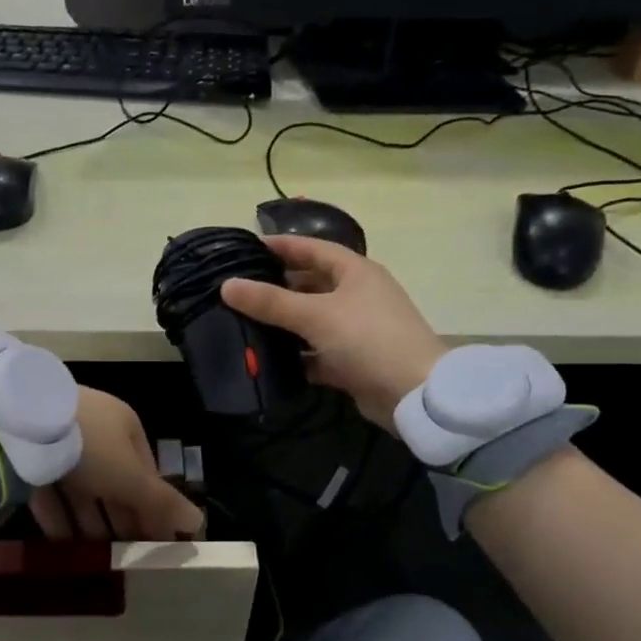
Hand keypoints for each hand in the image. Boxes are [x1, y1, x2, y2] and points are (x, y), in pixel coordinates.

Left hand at [30, 389, 204, 540]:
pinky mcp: (28, 457)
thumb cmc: (90, 446)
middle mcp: (95, 430)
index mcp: (124, 426)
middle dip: (120, 519)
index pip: (146, 471)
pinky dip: (58, 518)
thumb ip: (163, 503)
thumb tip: (199, 524)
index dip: (153, 507)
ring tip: (96, 557)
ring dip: (90, 524)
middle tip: (126, 556)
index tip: (155, 541)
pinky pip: (50, 491)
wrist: (18, 423)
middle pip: (113, 482)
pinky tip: (63, 546)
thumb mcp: (131, 477)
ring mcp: (59, 442)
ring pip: (81, 489)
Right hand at [221, 235, 447, 431]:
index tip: (244, 249)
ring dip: (282, 324)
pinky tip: (266, 360)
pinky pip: (316, 352)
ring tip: (242, 323)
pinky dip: (295, 355)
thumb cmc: (368, 339)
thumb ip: (271, 302)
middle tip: (237, 291)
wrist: (413, 394)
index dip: (280, 246)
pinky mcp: (351, 361)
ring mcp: (355, 330)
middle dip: (276, 287)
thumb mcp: (316, 315)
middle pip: (309, 284)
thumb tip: (227, 286)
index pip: (311, 248)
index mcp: (355, 272)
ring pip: (311, 321)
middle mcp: (356, 295)